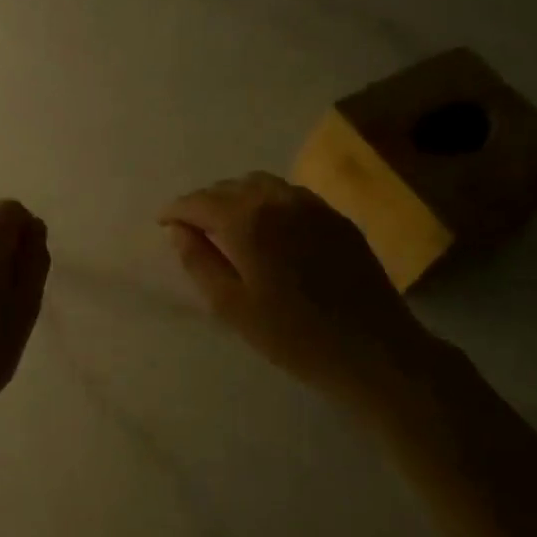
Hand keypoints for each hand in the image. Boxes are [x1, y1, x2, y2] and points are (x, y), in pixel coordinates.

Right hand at [159, 172, 437, 400]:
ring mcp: (312, 206)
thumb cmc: (292, 336)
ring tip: (225, 223)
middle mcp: (279, 200)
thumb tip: (179, 231)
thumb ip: (198, 262)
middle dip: (205, 202)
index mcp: (248, 221)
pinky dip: (266, 201)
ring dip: (235, 197)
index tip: (162, 221)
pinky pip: (289, 195)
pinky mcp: (336, 218)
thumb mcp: (230, 305)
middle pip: (230, 187)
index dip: (177, 210)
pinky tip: (266, 226)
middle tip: (191, 227)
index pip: (200, 202)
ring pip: (261, 185)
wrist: (373, 351)